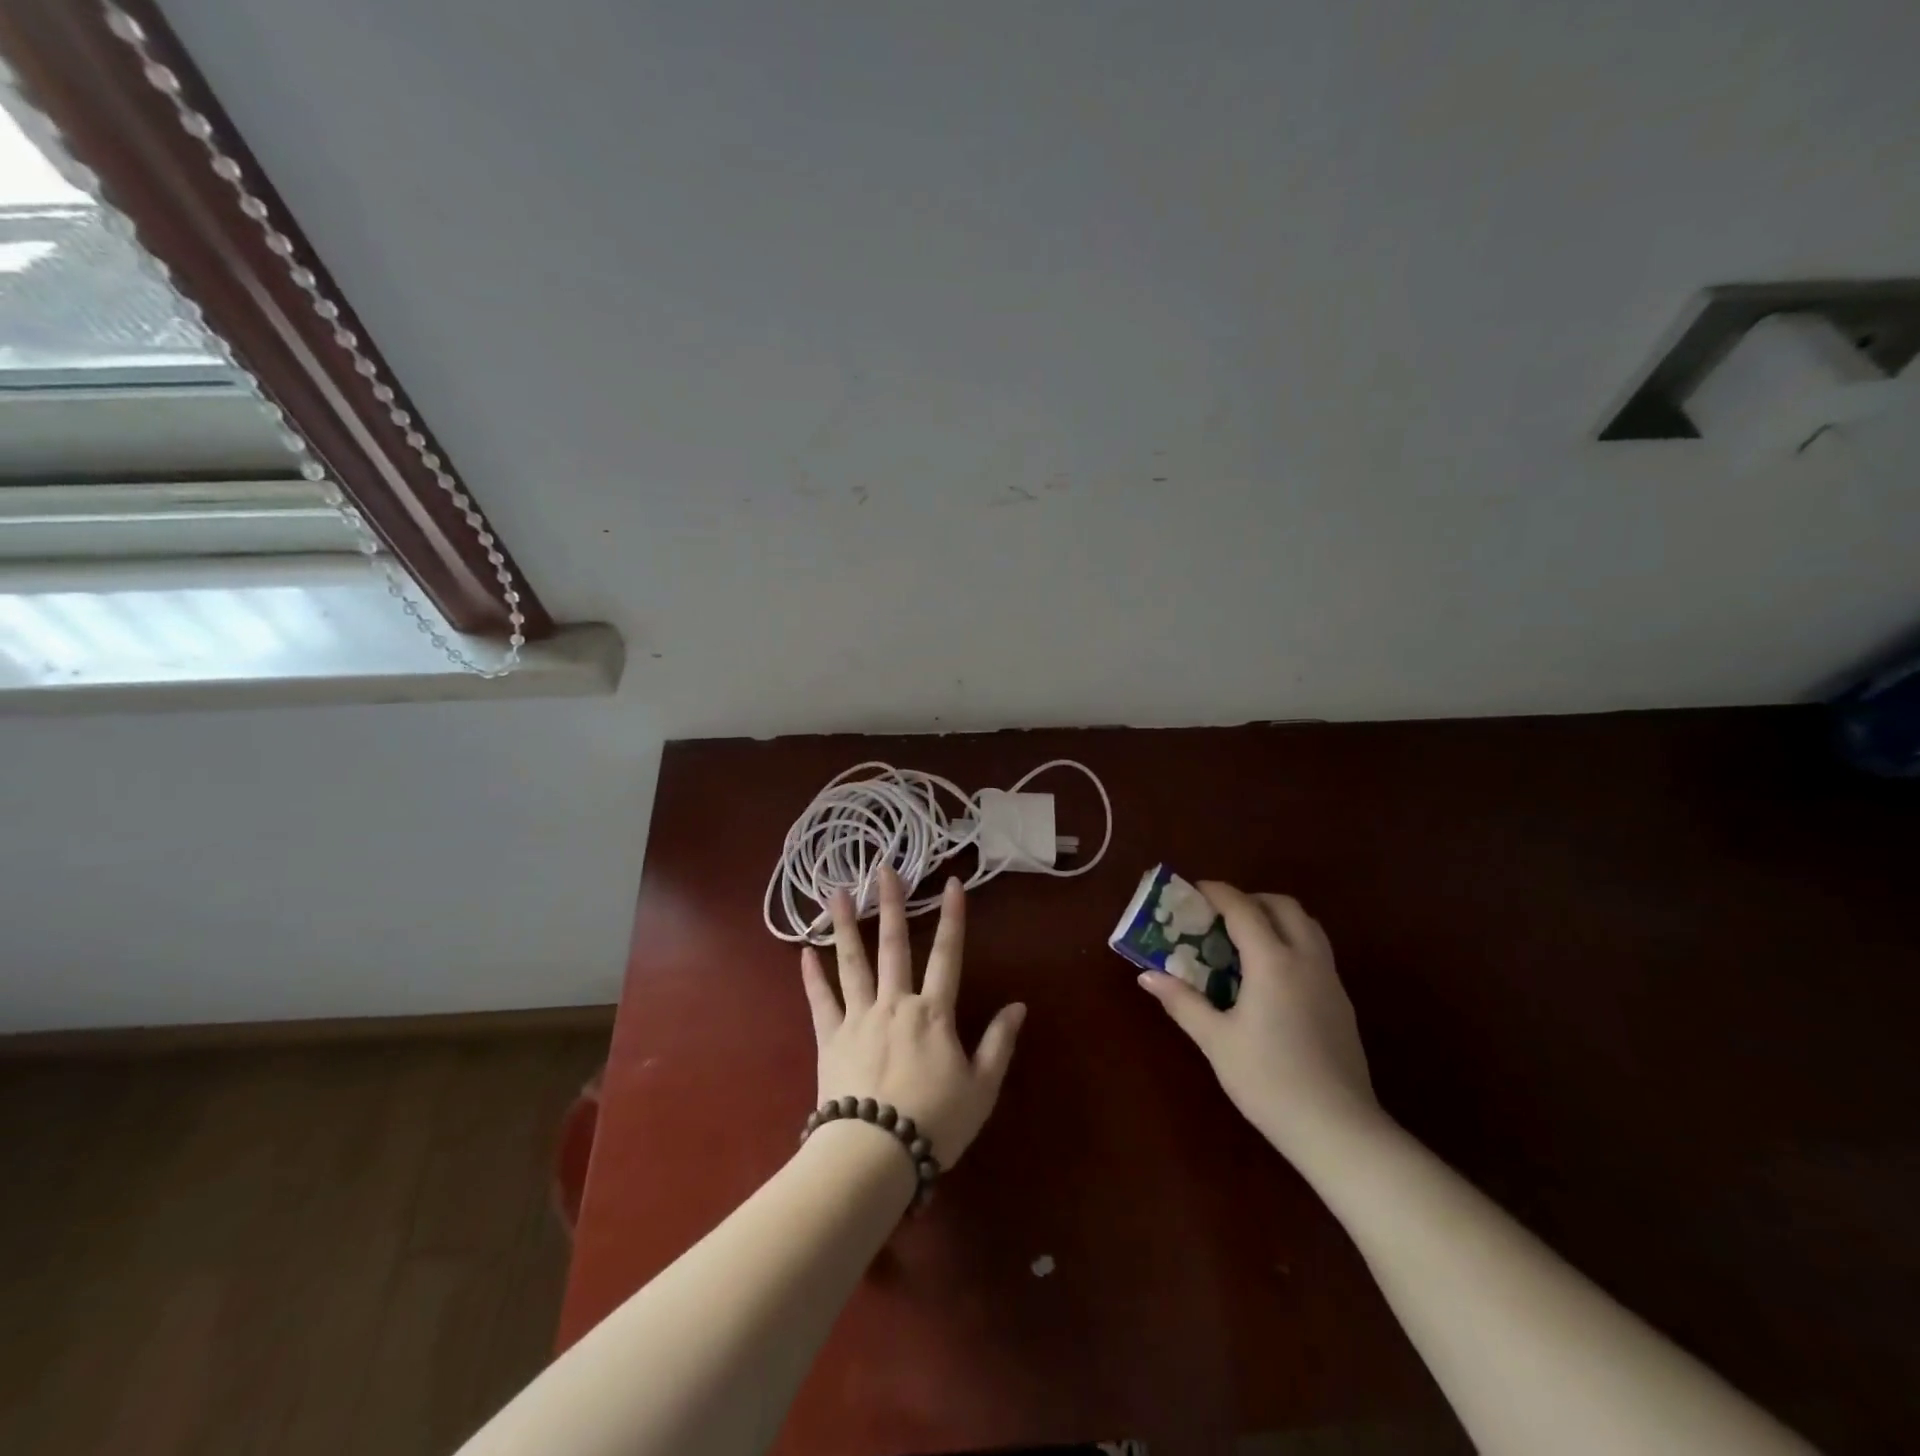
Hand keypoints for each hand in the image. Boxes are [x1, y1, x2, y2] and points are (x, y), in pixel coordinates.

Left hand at [800, 866, 1025, 1166]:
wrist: (875, 1154)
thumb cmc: (935, 1122)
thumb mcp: (982, 1088)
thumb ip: (999, 1043)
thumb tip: (1018, 1006)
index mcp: (933, 1013)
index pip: (948, 955)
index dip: (953, 917)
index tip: (953, 882)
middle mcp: (895, 1003)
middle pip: (895, 945)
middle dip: (893, 904)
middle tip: (885, 869)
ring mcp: (859, 1017)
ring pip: (852, 962)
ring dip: (847, 925)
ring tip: (838, 892)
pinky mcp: (830, 1038)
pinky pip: (820, 1000)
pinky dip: (812, 975)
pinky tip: (804, 951)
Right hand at [1136, 881, 1381, 1156]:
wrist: (1338, 1129)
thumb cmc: (1268, 1081)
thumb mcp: (1216, 1041)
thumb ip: (1182, 1001)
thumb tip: (1147, 975)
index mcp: (1273, 962)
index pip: (1243, 909)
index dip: (1217, 892)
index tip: (1193, 889)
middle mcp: (1306, 960)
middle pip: (1283, 906)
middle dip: (1251, 899)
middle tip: (1220, 915)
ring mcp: (1330, 981)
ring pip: (1307, 926)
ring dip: (1276, 918)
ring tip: (1245, 940)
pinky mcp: (1342, 1003)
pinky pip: (1316, 951)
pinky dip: (1291, 943)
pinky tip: (1270, 977)